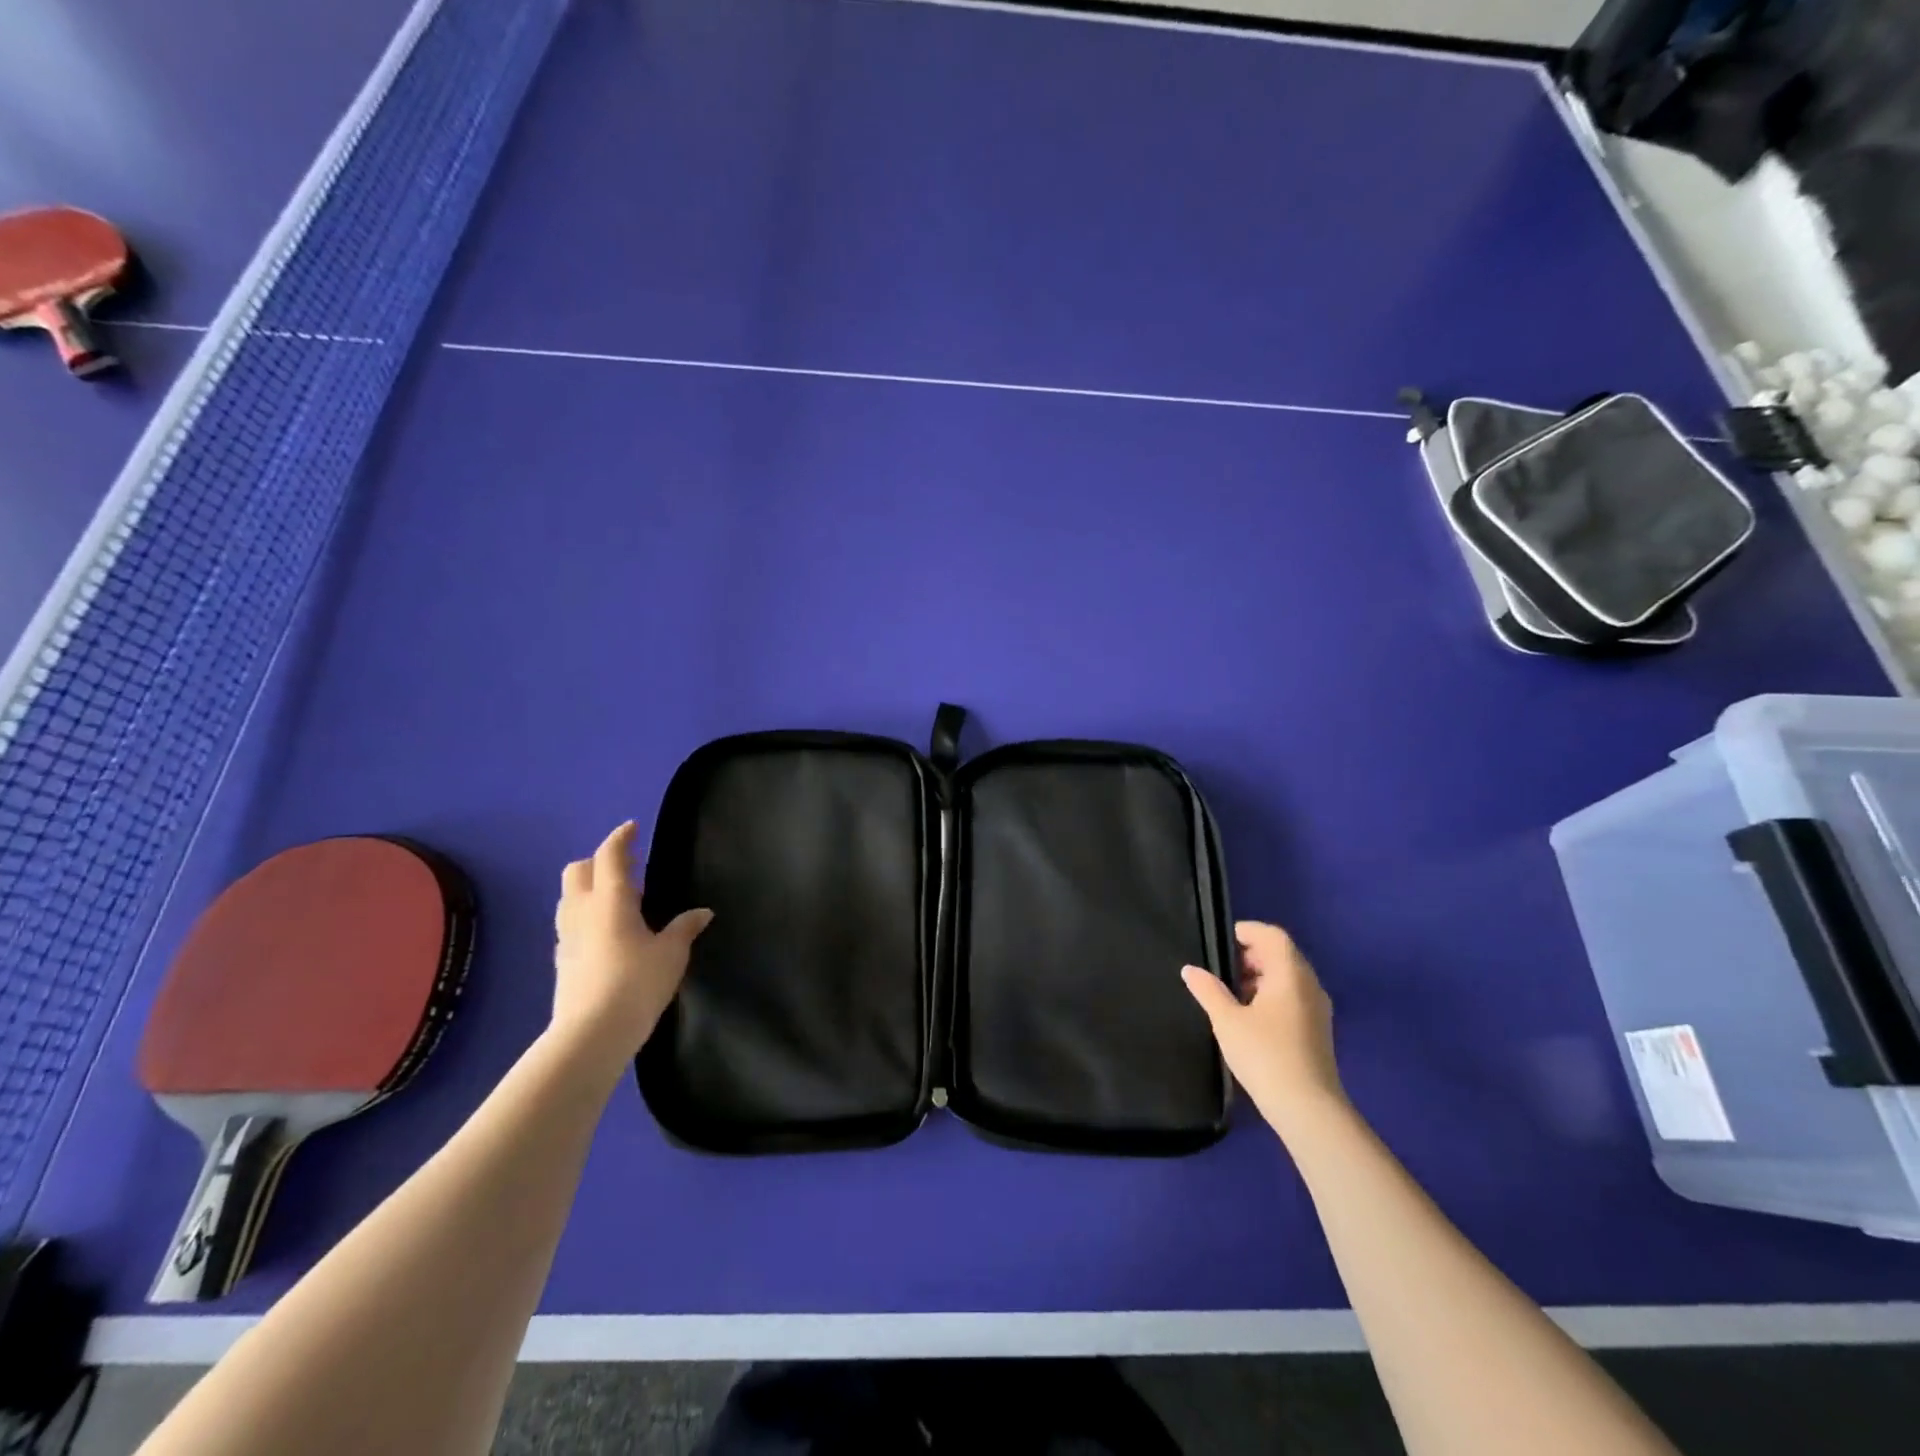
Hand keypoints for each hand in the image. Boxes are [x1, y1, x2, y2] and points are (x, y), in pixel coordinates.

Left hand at [552, 822, 711, 1070]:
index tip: (632, 828)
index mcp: (610, 899)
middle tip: (628, 867)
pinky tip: (607, 931)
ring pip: (569, 896)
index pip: (609, 855)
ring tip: (619, 898)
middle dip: (599, 861)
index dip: (621, 838)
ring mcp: (567, 936)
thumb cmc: (637, 982)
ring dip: (589, 887)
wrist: (592, 1033)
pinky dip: (586, 914)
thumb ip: (685, 928)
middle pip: (578, 870)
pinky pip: (570, 923)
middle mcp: (582, 910)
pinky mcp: (562, 960)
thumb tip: (702, 913)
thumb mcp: (672, 953)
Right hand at [1183, 921, 1345, 1139]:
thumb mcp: (1227, 1020)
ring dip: (1260, 976)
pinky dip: (1271, 994)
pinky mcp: (1318, 1030)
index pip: (1272, 936)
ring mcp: (1317, 1009)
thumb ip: (1208, 990)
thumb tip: (1190, 969)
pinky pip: (1293, 996)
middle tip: (1219, 968)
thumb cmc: (1265, 1055)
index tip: (1220, 942)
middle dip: (1250, 955)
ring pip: (1288, 977)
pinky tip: (1249, 1016)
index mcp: (1290, 974)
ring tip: (1230, 993)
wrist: (1308, 1109)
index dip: (1246, 932)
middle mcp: (1309, 985)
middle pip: (1281, 954)